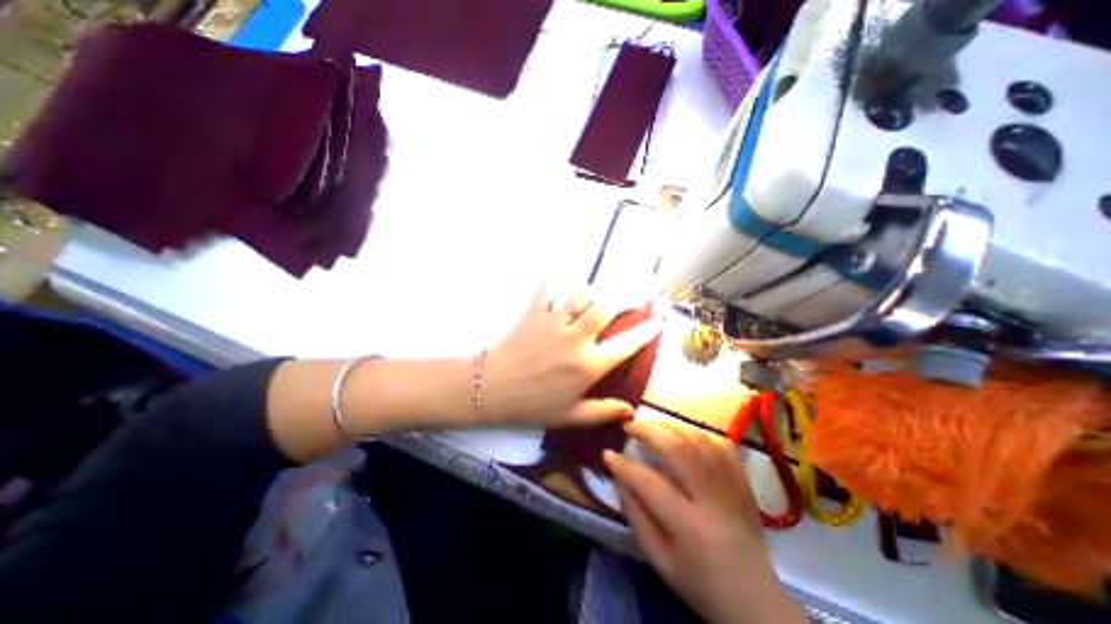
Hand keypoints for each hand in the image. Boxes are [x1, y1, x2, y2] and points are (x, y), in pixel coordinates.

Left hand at [479, 284, 656, 425]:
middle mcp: (576, 339)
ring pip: (581, 294)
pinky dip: (553, 282)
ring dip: (592, 291)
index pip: (626, 344)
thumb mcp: (570, 415)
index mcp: (588, 366)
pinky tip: (557, 283)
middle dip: (623, 298)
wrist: (492, 390)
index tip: (658, 321)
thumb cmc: (533, 405)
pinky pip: (547, 289)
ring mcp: (554, 323)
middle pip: (606, 307)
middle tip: (630, 296)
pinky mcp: (534, 313)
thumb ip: (602, 412)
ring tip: (595, 295)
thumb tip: (631, 411)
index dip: (647, 331)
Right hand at [606, 419, 808, 623]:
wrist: (755, 601)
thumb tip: (618, 477)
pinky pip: (722, 444)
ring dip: (670, 427)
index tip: (607, 453)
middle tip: (629, 426)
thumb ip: (636, 516)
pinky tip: (684, 435)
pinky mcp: (744, 481)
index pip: (649, 483)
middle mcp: (712, 499)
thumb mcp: (658, 559)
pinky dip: (699, 434)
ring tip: (652, 427)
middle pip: (677, 449)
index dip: (624, 465)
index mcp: (689, 526)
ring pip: (699, 440)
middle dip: (647, 431)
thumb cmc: (699, 582)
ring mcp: (732, 486)